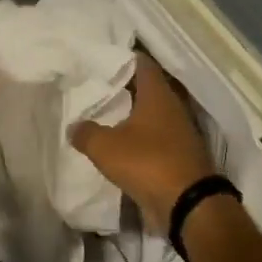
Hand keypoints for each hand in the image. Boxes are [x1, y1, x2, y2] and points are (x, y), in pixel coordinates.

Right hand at [70, 55, 215, 230]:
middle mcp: (172, 107)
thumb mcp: (106, 147)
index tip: (102, 58)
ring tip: (104, 115)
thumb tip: (74, 126)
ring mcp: (179, 132)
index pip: (143, 64)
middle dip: (124, 87)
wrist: (188, 204)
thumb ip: (86, 133)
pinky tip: (121, 144)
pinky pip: (156, 138)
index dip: (124, 58)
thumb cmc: (147, 163)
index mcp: (158, 95)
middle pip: (147, 89)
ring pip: (152, 115)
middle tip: (97, 87)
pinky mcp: (180, 155)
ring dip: (132, 115)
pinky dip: (140, 138)